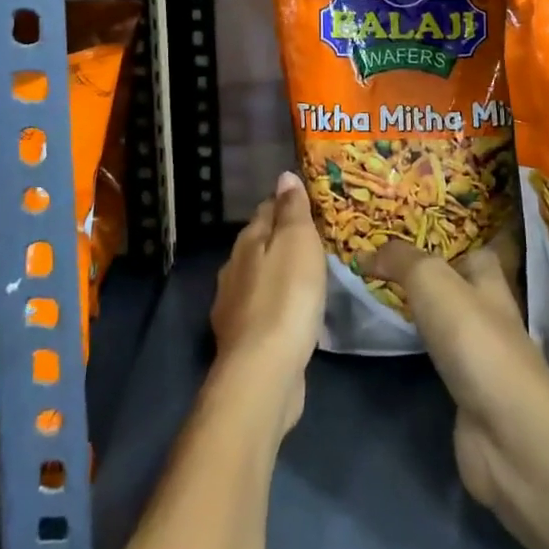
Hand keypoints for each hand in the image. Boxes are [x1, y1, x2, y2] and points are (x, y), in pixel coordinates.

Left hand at [210, 172, 325, 431]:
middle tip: (315, 240)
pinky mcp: (243, 341)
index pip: (265, 210)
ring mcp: (234, 307)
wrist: (264, 372)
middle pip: (259, 244)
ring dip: (279, 274)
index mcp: (247, 242)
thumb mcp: (297, 243)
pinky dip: (278, 305)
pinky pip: (264, 310)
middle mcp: (234, 270)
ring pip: (260, 278)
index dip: (286, 203)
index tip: (309, 203)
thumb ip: (291, 210)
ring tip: (308, 275)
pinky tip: (294, 314)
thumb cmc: (286, 298)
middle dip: (282, 239)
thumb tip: (284, 176)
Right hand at [364, 232, 548, 548]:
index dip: (442, 236)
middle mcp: (487, 312)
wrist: (507, 434)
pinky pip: (433, 356)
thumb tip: (365, 251)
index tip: (402, 229)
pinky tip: (389, 340)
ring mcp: (478, 354)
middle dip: (422, 272)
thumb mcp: (432, 281)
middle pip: (454, 283)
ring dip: (416, 309)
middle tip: (375, 259)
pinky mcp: (465, 391)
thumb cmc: (475, 342)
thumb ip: (400, 259)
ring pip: (442, 319)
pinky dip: (413, 346)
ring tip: (374, 292)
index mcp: (489, 279)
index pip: (470, 247)